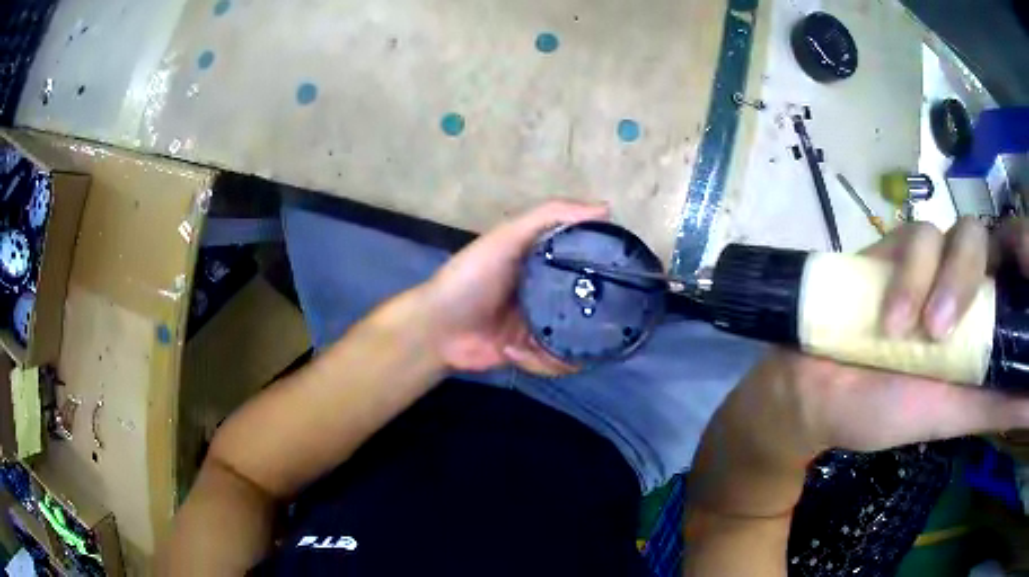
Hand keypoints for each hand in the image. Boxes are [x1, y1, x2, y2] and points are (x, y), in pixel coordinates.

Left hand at [421, 201, 608, 374]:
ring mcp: (542, 326)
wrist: (437, 329)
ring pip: (577, 340)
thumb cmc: (471, 277)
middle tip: (609, 325)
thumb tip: (607, 208)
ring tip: (547, 343)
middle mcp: (549, 292)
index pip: (588, 262)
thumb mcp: (507, 237)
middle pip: (589, 306)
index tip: (631, 277)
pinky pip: (556, 363)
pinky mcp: (533, 354)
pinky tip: (518, 353)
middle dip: (597, 320)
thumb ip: (550, 216)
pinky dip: (542, 363)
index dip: (608, 268)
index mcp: (546, 262)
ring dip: (565, 349)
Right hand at [695, 218, 1028, 516]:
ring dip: (936, 280)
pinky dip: (908, 274)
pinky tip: (889, 317)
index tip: (1022, 273)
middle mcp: (961, 283)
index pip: (1013, 267)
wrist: (815, 397)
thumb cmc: (884, 412)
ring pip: (953, 232)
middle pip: (988, 241)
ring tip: (912, 334)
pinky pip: (915, 234)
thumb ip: (1000, 404)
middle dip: (971, 276)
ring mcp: (927, 262)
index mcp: (981, 320)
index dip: (1022, 256)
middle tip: (943, 333)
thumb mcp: (953, 415)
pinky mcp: (892, 247)